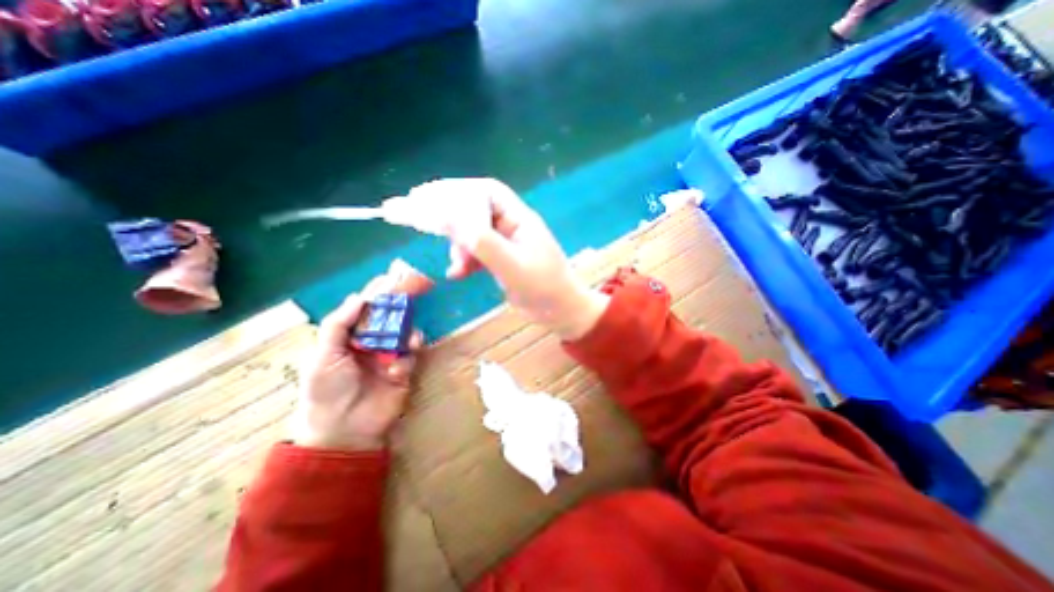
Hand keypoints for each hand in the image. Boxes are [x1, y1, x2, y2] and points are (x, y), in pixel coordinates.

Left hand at [289, 293, 422, 450]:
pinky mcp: (404, 370)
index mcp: (351, 335)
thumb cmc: (326, 390)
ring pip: (406, 333)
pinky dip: (407, 359)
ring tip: (409, 341)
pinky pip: (411, 356)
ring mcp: (390, 355)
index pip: (367, 308)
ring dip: (409, 332)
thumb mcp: (323, 355)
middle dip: (404, 303)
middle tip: (420, 287)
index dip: (381, 292)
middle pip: (391, 316)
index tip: (394, 277)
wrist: (342, 429)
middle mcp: (373, 341)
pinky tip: (396, 370)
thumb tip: (358, 297)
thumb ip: (338, 324)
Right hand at [387, 177, 609, 339]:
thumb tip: (446, 217)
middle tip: (411, 212)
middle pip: (473, 207)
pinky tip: (457, 274)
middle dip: (445, 211)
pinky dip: (463, 260)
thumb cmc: (544, 288)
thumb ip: (481, 242)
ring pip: (472, 231)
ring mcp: (505, 242)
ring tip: (456, 265)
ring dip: (457, 244)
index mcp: (519, 218)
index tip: (425, 197)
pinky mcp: (501, 259)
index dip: (455, 191)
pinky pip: (476, 251)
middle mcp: (511, 224)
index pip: (484, 193)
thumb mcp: (513, 266)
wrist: (561, 312)